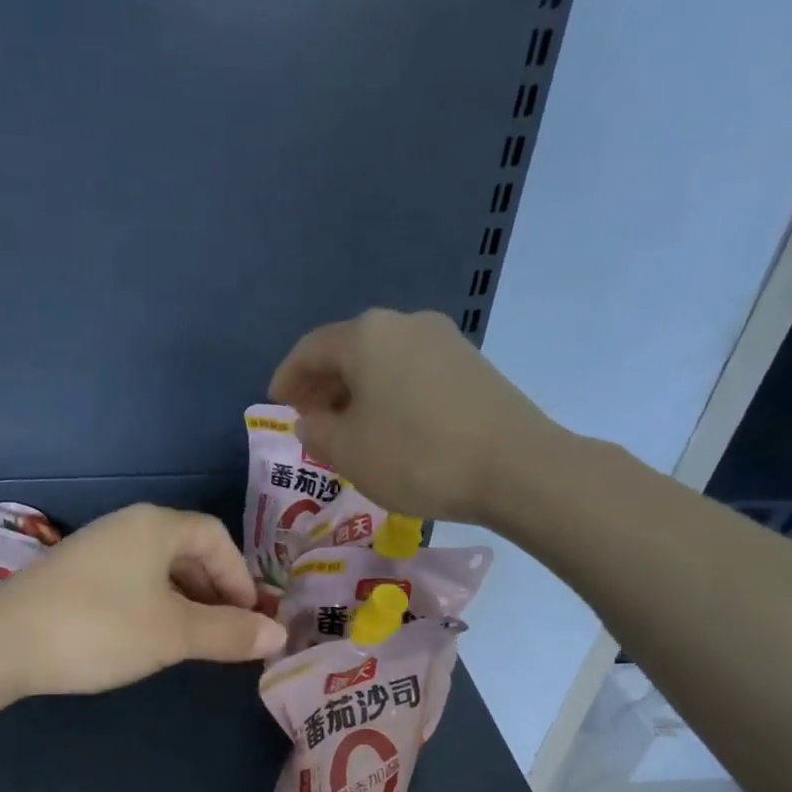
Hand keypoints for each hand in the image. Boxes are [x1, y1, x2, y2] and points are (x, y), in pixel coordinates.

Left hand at [0, 504, 286, 695]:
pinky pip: (130, 582)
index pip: (216, 537)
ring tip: (193, 640)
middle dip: (215, 591)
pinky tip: (147, 637)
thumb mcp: (173, 633)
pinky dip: (152, 605)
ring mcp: (95, 548)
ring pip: (157, 569)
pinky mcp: (72, 575)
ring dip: (184, 601)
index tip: (249, 619)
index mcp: (156, 526)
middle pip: (187, 550)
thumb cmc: (100, 628)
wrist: (2, 643)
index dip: (240, 577)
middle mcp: (126, 526)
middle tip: (227, 633)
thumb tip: (279, 635)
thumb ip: (229, 633)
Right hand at [269, 308, 575, 529]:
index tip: (275, 403)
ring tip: (347, 428)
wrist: (515, 467)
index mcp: (366, 337)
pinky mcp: (471, 364)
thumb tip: (311, 418)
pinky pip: (411, 372)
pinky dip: (388, 394)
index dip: (287, 377)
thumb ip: (316, 431)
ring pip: (382, 361)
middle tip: (308, 418)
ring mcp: (444, 340)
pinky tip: (389, 426)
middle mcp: (404, 324)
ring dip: (356, 390)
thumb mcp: (347, 451)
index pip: (311, 349)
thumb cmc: (415, 456)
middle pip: (349, 350)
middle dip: (322, 384)